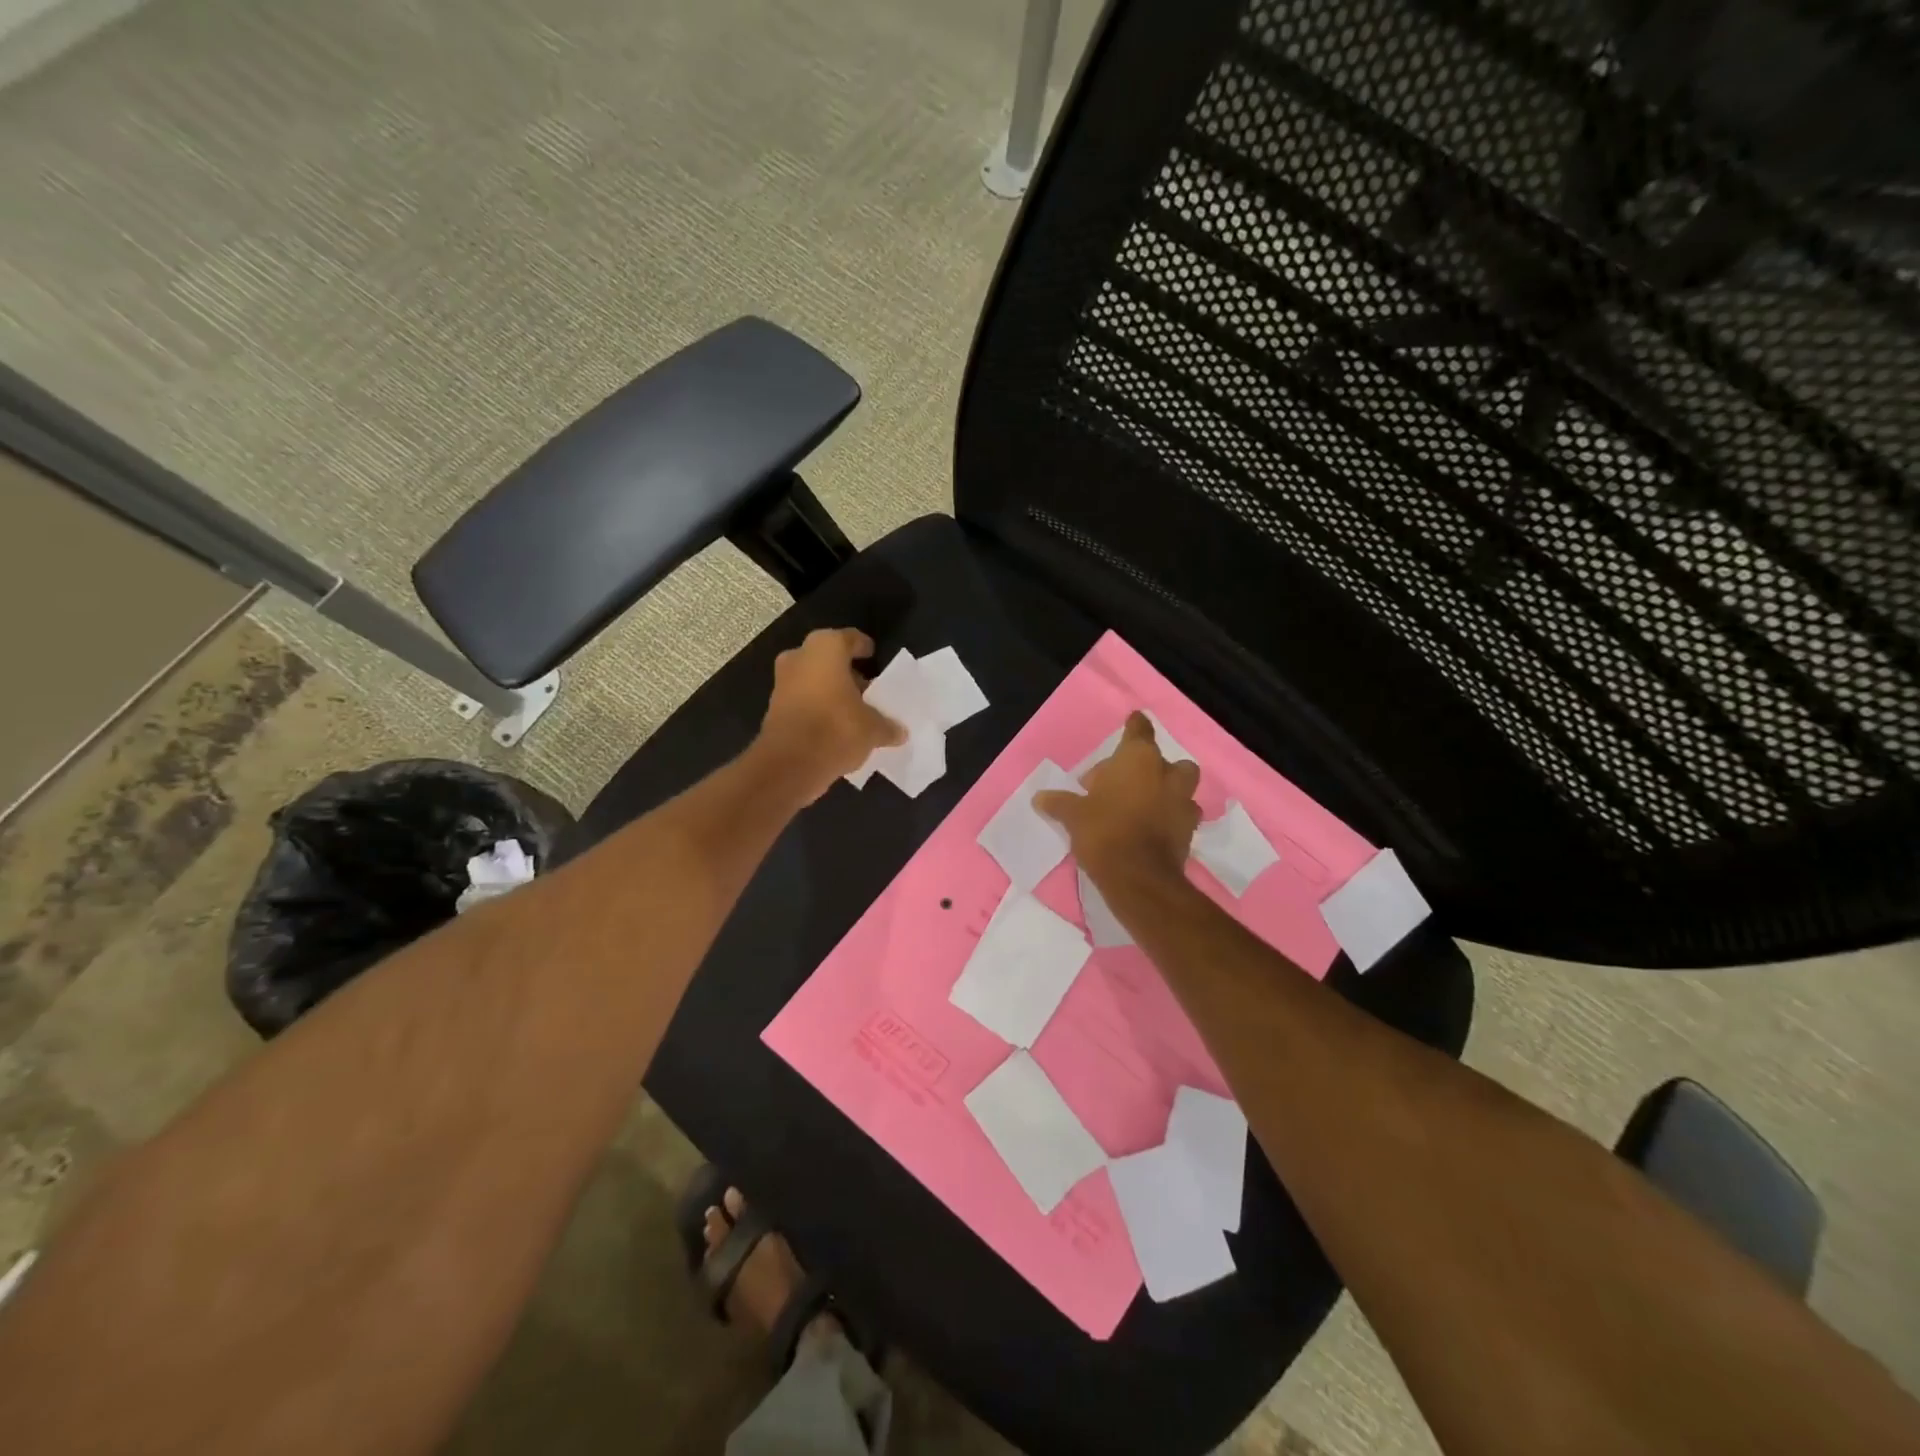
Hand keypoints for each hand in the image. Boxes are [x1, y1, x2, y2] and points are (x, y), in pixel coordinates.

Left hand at [758, 628, 905, 802]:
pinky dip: (818, 709)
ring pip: (813, 680)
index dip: (863, 647)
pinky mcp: (774, 708)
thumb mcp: (873, 729)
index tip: (873, 656)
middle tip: (868, 690)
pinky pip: (803, 701)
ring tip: (855, 711)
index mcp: (825, 648)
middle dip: (847, 673)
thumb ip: (887, 726)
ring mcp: (782, 682)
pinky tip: (836, 727)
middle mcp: (800, 658)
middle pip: (828, 659)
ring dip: (831, 692)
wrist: (789, 764)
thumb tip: (899, 732)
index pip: (850, 639)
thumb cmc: (837, 729)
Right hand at [1035, 711, 1199, 886]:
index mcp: (1138, 759)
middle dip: (1150, 767)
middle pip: (1164, 760)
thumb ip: (1059, 802)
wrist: (1138, 876)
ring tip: (1143, 805)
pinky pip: (1183, 814)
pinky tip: (1153, 828)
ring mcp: (1183, 801)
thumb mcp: (1073, 815)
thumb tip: (1040, 797)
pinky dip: (1172, 817)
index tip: (1132, 722)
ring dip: (1167, 791)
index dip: (1135, 726)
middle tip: (1125, 783)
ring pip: (1181, 785)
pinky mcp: (1190, 829)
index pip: (1140, 730)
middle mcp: (1166, 773)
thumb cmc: (1103, 831)